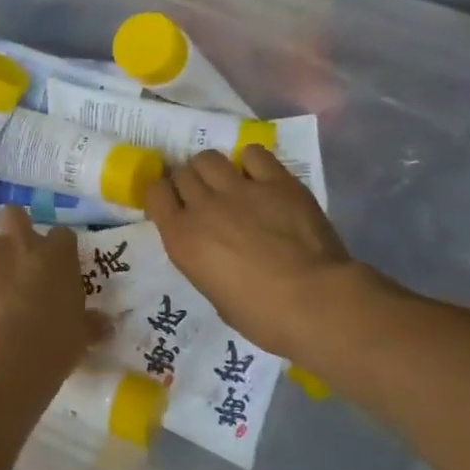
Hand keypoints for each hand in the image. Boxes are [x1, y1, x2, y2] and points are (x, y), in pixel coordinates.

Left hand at [0, 208, 106, 377]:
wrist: (0, 359)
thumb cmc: (50, 347)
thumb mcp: (79, 337)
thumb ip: (90, 324)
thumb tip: (105, 326)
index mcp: (56, 254)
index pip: (60, 237)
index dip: (54, 253)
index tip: (50, 272)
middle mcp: (18, 239)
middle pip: (15, 216)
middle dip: (12, 233)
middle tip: (9, 265)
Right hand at [146, 146, 376, 361]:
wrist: (315, 302)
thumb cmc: (261, 315)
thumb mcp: (212, 291)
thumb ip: (202, 259)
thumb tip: (211, 246)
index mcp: (182, 238)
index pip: (155, 193)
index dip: (164, 196)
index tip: (175, 205)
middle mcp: (204, 207)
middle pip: (183, 173)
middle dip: (190, 183)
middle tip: (206, 198)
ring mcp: (240, 190)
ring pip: (209, 158)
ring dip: (213, 169)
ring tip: (228, 183)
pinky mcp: (277, 182)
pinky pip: (253, 154)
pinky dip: (251, 162)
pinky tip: (260, 177)